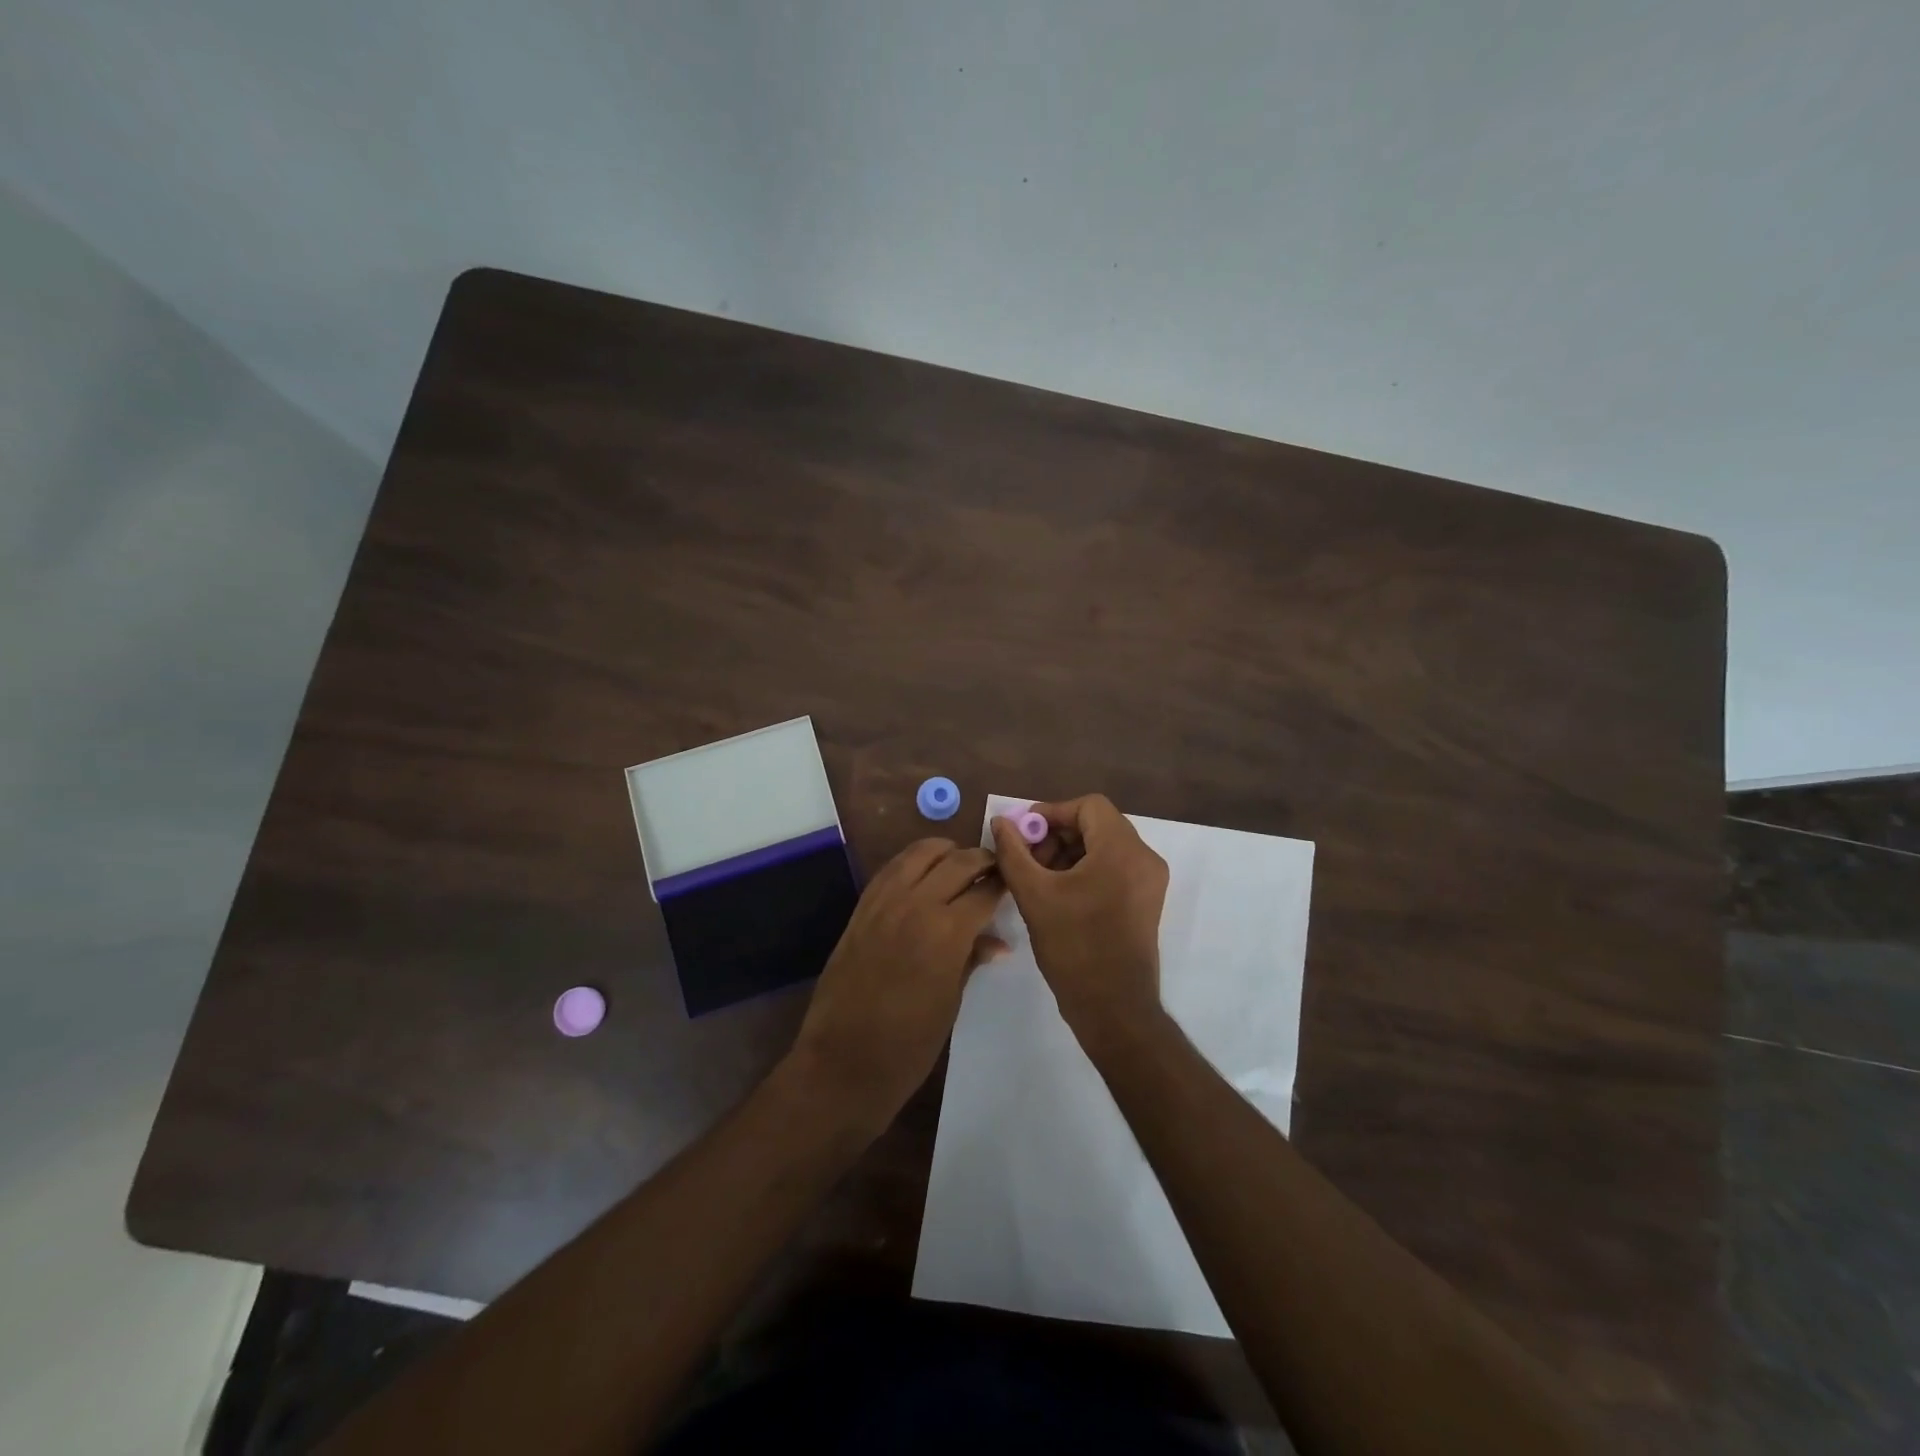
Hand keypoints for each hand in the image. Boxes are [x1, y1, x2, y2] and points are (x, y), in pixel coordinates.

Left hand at [788, 838, 1006, 1133]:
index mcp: (947, 931)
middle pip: (957, 861)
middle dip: (981, 860)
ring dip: (946, 853)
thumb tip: (996, 942)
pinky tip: (924, 877)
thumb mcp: (951, 1001)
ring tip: (960, 866)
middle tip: (994, 870)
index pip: (985, 890)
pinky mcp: (861, 907)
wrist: (843, 1062)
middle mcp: (916, 904)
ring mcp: (884, 901)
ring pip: (921, 852)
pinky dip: (913, 863)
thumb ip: (972, 959)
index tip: (1014, 882)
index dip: (1003, 883)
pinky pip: (892, 868)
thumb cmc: (908, 1045)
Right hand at [991, 795, 1169, 1049]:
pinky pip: (1115, 867)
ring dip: (1069, 853)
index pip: (1088, 806)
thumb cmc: (1074, 947)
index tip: (1023, 833)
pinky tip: (1059, 892)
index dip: (1052, 813)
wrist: (1113, 1007)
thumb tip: (1000, 822)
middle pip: (1098, 824)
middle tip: (1027, 857)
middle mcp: (1144, 858)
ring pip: (1105, 846)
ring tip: (1038, 878)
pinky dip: (1086, 869)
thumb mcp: (1034, 895)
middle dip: (1058, 835)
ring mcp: (1149, 881)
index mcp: (1122, 850)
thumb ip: (1013, 852)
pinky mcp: (1146, 900)